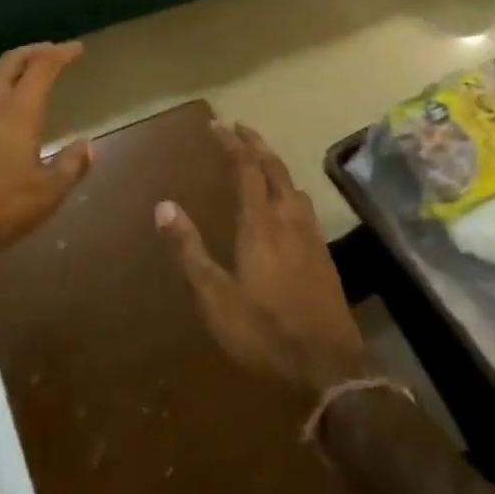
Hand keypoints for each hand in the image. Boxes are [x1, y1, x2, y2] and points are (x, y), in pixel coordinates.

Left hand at [0, 42, 91, 274]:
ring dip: (6, 66)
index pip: (43, 65)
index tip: (77, 48)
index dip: (62, 52)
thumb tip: (87, 145)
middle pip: (13, 58)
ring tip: (17, 75)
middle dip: (35, 51)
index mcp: (19, 108)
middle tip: (51, 53)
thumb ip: (71, 166)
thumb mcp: (46, 195)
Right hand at [156, 122, 371, 398]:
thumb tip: (163, 206)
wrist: (331, 368)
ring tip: (261, 161)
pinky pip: (304, 206)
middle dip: (256, 144)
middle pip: (274, 168)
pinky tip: (288, 207)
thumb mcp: (216, 298)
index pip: (246, 168)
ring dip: (275, 165)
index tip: (217, 125)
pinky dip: (289, 190)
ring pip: (293, 185)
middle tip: (239, 129)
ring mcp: (311, 237)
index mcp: (261, 222)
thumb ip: (189, 251)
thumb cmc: (266, 331)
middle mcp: (288, 219)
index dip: (232, 143)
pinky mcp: (324, 256)